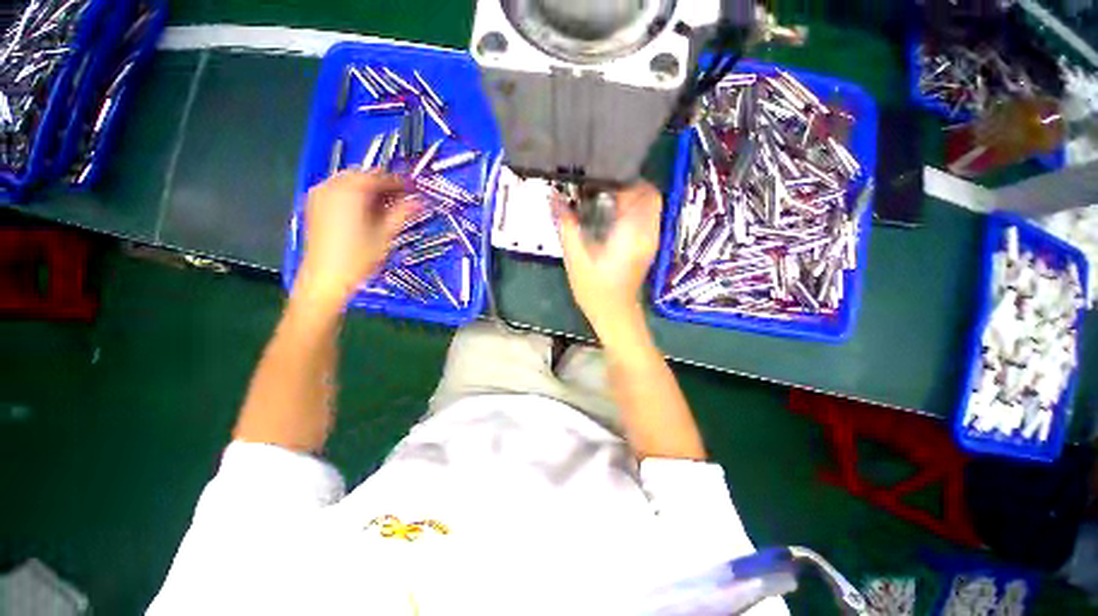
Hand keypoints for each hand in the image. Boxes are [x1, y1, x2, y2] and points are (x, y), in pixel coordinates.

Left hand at [295, 171, 417, 306]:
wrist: (325, 278)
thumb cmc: (357, 258)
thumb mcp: (386, 235)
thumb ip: (403, 213)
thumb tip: (419, 202)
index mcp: (350, 191)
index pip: (380, 177)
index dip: (400, 183)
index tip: (414, 190)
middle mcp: (331, 187)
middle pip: (364, 176)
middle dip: (384, 185)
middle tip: (403, 199)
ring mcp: (320, 195)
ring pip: (350, 182)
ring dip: (370, 190)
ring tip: (387, 207)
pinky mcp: (315, 206)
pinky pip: (339, 191)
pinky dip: (355, 196)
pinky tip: (367, 211)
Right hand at [556, 182, 662, 342]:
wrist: (615, 315)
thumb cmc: (595, 290)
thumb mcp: (576, 257)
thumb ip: (567, 225)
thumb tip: (554, 196)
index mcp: (633, 232)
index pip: (640, 191)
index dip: (621, 178)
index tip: (598, 176)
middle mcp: (648, 232)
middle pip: (649, 194)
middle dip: (626, 184)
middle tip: (599, 186)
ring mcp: (651, 239)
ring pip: (649, 204)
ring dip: (629, 196)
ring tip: (601, 196)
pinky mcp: (647, 245)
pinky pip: (646, 216)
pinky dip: (631, 208)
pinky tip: (609, 214)